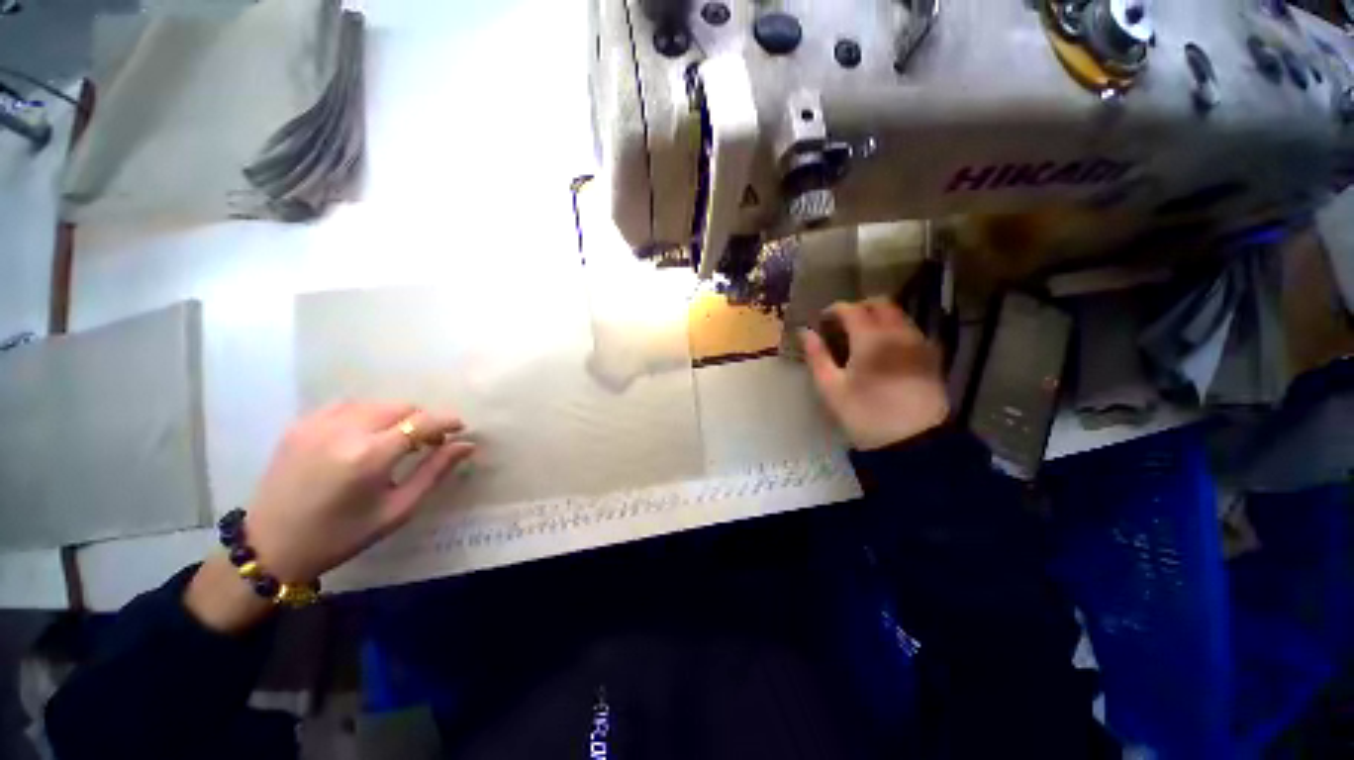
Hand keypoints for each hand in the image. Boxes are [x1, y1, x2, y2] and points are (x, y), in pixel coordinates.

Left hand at [187, 403, 473, 632]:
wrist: (270, 546)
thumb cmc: (341, 535)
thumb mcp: (397, 510)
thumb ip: (435, 472)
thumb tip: (466, 445)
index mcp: (370, 456)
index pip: (422, 421)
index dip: (447, 421)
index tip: (460, 428)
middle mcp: (345, 431)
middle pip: (401, 406)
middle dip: (423, 419)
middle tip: (429, 441)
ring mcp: (317, 424)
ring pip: (375, 402)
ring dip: (396, 415)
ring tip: (397, 438)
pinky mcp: (300, 425)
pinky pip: (346, 405)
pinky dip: (366, 413)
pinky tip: (366, 434)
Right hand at [800, 299, 949, 450]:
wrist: (913, 441)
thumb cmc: (865, 414)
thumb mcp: (831, 388)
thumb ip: (817, 356)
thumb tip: (805, 332)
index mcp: (870, 338)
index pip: (851, 309)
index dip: (834, 310)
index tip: (823, 320)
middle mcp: (898, 333)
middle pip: (881, 303)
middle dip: (859, 307)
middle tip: (843, 324)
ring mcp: (918, 343)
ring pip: (899, 315)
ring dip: (879, 316)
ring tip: (863, 336)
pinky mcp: (931, 357)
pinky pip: (911, 330)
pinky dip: (895, 329)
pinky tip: (885, 349)